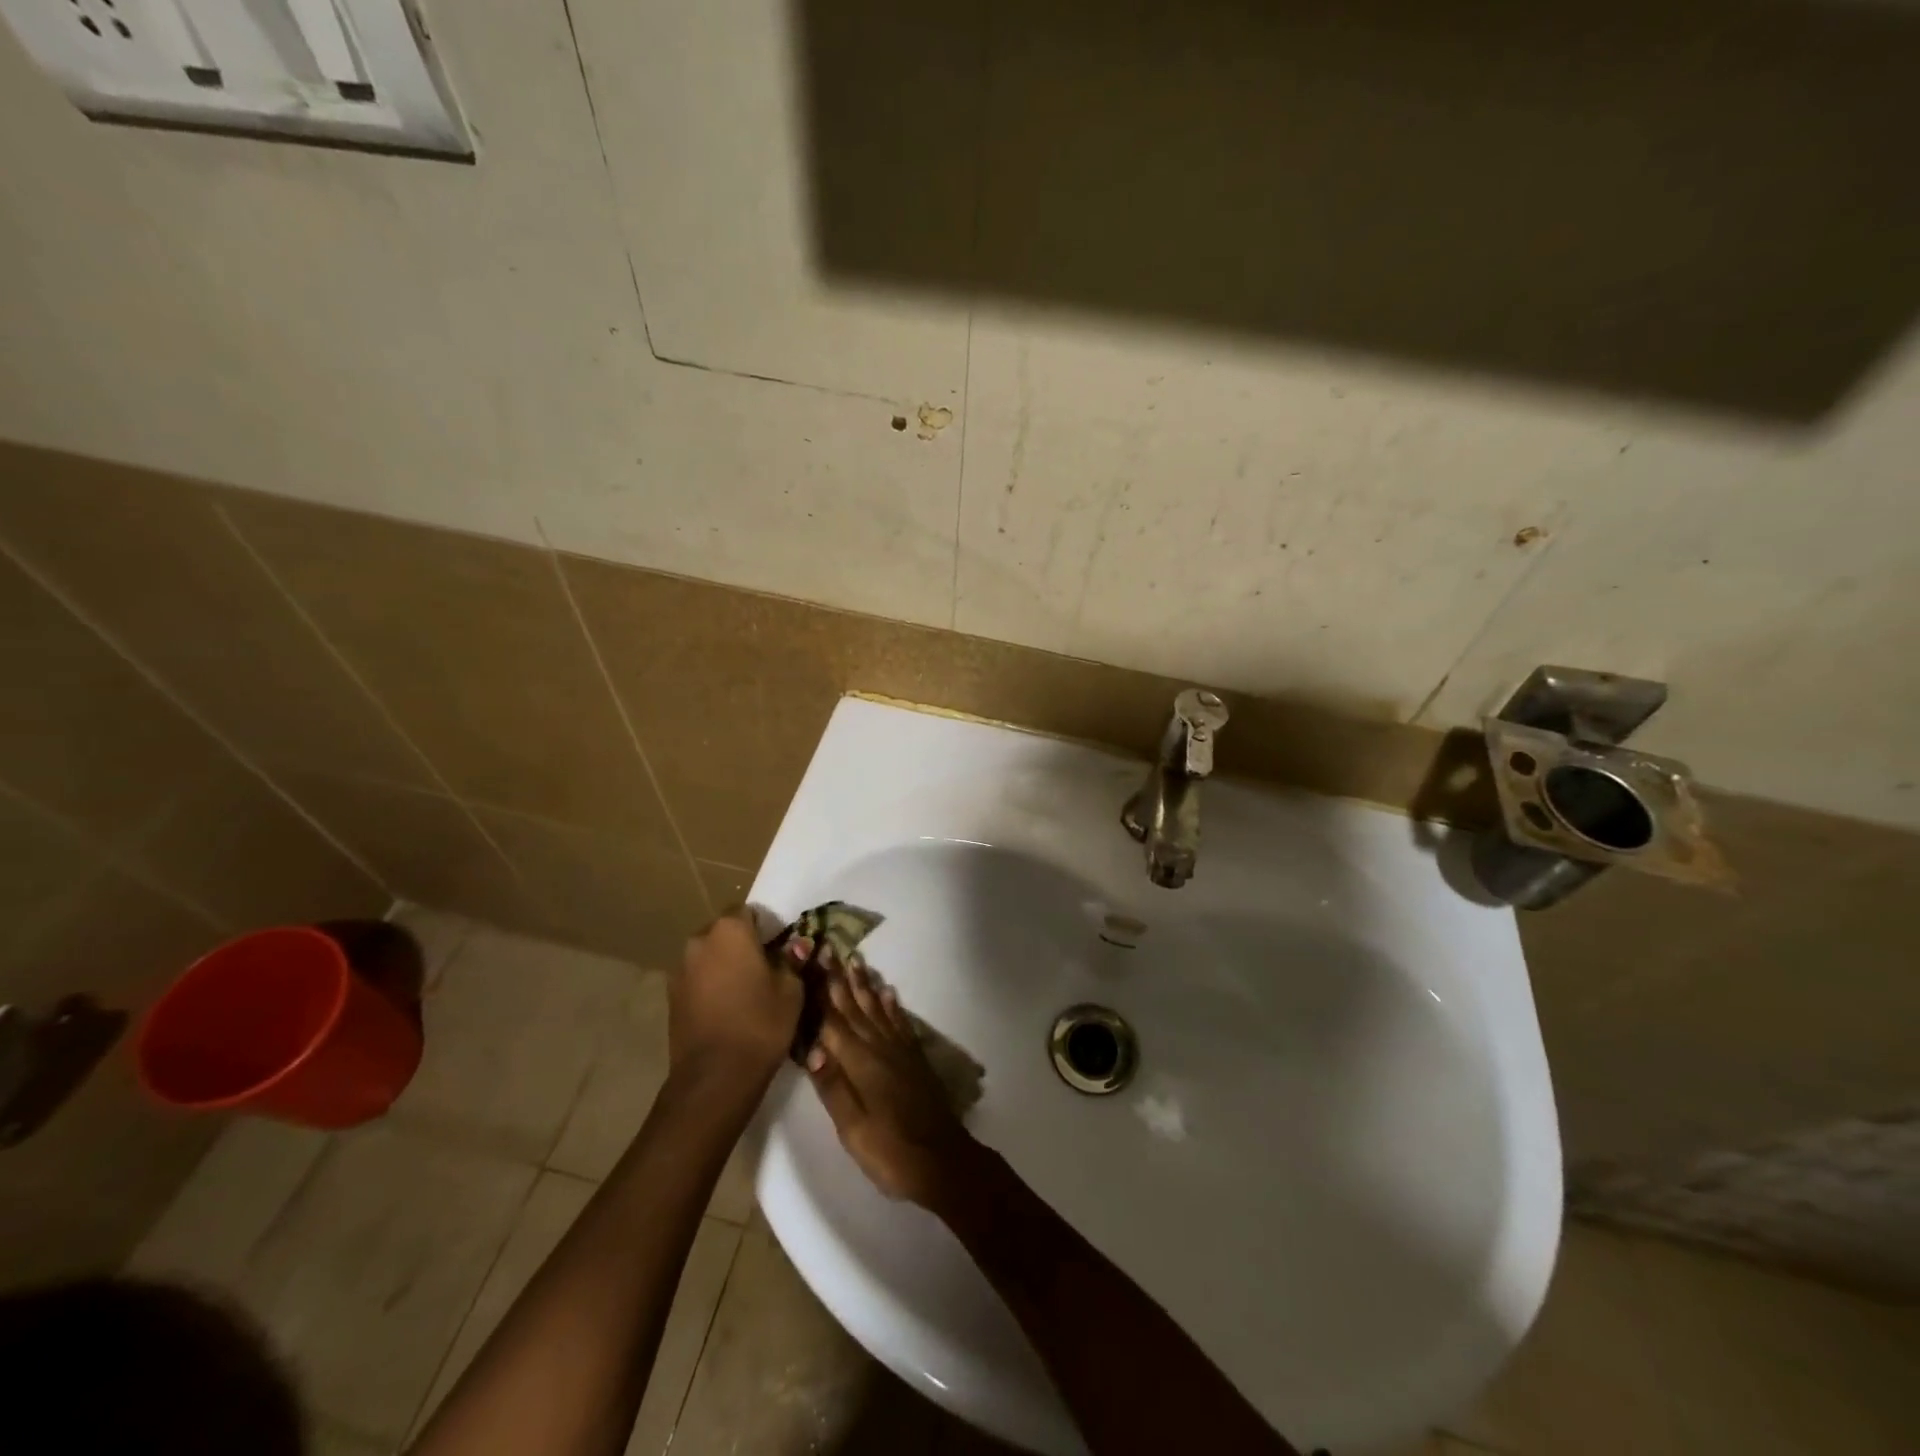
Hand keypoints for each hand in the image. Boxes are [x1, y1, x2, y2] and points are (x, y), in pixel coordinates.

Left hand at [670, 912, 802, 1085]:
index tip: (779, 949)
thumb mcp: (791, 989)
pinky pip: (697, 980)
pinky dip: (711, 987)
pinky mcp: (671, 998)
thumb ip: (792, 960)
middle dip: (742, 945)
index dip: (766, 928)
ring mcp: (680, 970)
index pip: (749, 912)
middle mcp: (699, 941)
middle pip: (725, 933)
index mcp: (730, 930)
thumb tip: (796, 945)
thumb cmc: (760, 1023)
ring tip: (745, 993)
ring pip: (709, 957)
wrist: (715, 1077)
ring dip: (724, 966)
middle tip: (765, 969)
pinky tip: (727, 1010)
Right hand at [805, 961, 976, 1206]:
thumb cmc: (890, 1150)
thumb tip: (810, 1046)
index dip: (821, 989)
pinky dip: (892, 1005)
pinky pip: (900, 1022)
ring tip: (855, 960)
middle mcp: (880, 1048)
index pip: (833, 1020)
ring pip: (878, 1009)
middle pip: (855, 1007)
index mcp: (860, 1062)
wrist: (942, 1161)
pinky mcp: (914, 1059)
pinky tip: (888, 992)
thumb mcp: (852, 1128)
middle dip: (840, 978)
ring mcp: (900, 1051)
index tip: (812, 958)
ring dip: (865, 985)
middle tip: (830, 947)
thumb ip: (832, 1086)